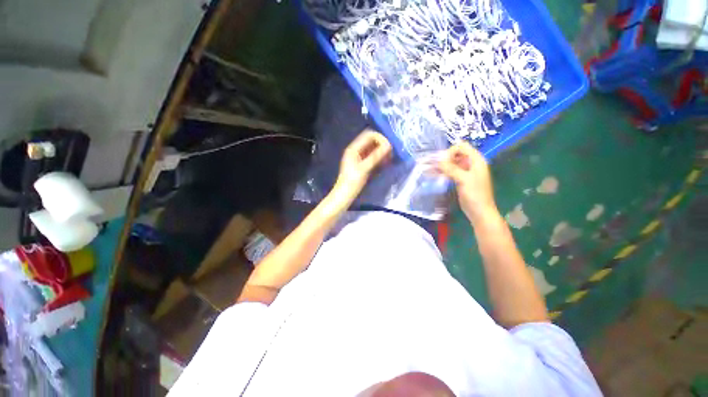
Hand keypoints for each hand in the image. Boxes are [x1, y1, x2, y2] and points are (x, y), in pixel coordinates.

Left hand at [331, 129, 391, 206]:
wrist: (345, 194)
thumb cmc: (352, 181)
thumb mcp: (364, 168)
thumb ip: (376, 156)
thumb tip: (389, 146)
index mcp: (354, 148)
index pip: (369, 135)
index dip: (380, 138)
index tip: (390, 147)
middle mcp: (356, 150)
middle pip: (372, 141)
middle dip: (382, 145)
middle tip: (390, 154)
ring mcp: (359, 157)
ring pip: (373, 149)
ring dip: (382, 152)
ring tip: (389, 160)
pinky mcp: (362, 164)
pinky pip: (373, 157)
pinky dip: (379, 158)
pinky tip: (385, 164)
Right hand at [437, 142, 495, 221]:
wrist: (479, 212)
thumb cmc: (475, 195)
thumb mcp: (464, 180)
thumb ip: (451, 169)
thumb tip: (438, 161)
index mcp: (476, 160)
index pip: (462, 147)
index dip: (451, 151)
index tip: (441, 161)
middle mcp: (471, 164)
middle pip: (456, 154)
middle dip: (444, 158)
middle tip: (433, 164)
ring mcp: (465, 172)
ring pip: (452, 163)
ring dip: (441, 165)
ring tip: (429, 168)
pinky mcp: (460, 179)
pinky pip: (450, 171)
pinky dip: (442, 172)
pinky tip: (433, 174)